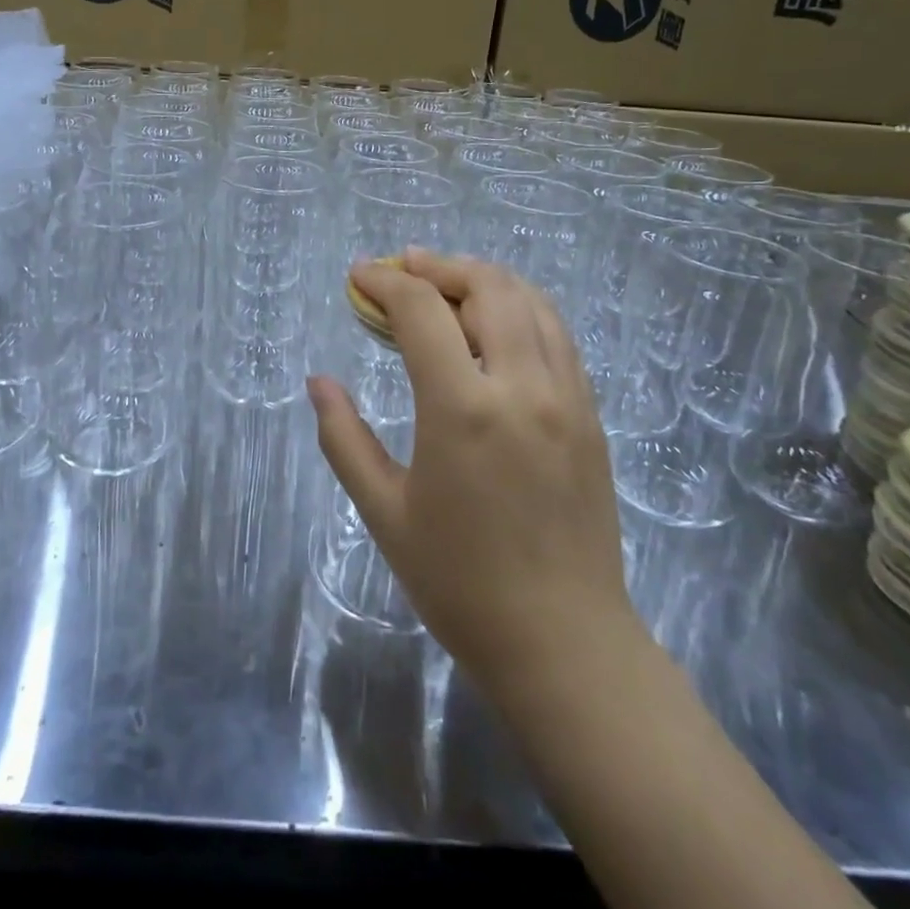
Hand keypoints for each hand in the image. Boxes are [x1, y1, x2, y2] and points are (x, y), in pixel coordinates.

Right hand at [308, 250, 636, 698]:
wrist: (564, 643)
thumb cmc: (460, 582)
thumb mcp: (383, 512)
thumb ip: (344, 438)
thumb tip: (318, 382)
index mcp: (463, 409)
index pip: (421, 310)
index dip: (384, 281)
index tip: (358, 277)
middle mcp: (522, 386)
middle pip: (486, 286)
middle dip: (437, 265)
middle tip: (402, 267)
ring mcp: (566, 397)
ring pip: (531, 300)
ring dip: (483, 278)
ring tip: (446, 283)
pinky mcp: (590, 414)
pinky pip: (557, 334)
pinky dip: (520, 307)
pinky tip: (495, 324)